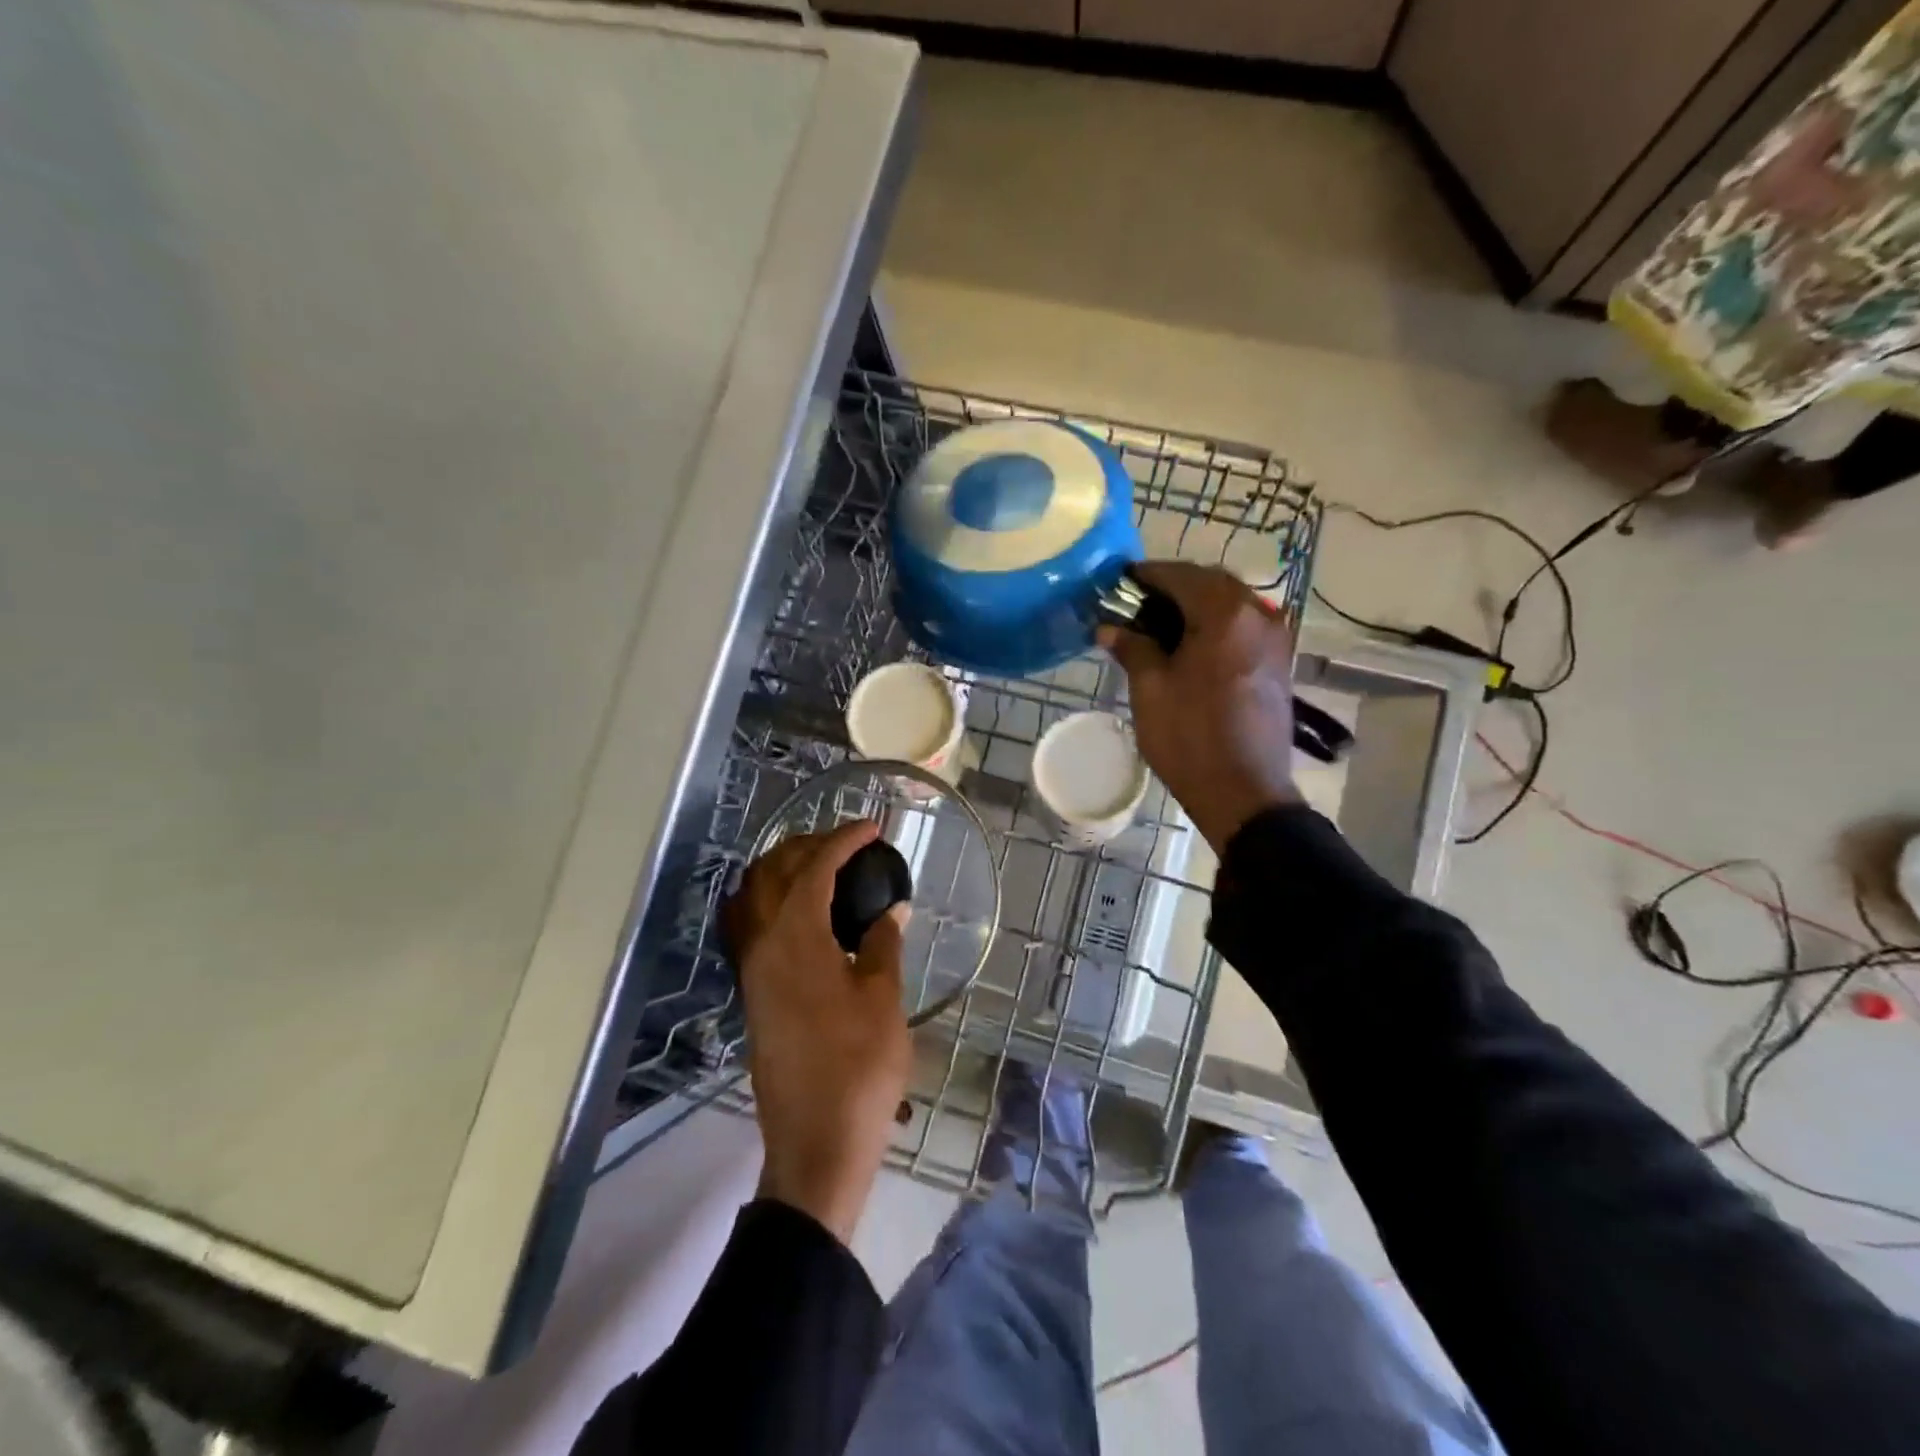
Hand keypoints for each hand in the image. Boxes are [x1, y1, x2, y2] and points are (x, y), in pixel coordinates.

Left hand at [723, 820, 910, 1244]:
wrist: (816, 1143)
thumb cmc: (859, 1068)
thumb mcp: (884, 999)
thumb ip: (883, 943)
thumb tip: (892, 908)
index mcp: (796, 939)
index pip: (814, 868)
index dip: (843, 840)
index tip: (872, 828)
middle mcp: (762, 946)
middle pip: (772, 873)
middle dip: (808, 845)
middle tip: (848, 843)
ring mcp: (751, 971)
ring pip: (753, 898)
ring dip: (782, 870)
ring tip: (822, 868)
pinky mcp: (752, 994)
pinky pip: (750, 927)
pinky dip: (771, 903)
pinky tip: (802, 914)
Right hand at [1097, 562, 1300, 852]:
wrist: (1244, 791)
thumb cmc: (1189, 737)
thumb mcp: (1150, 689)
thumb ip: (1132, 647)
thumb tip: (1110, 627)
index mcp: (1224, 614)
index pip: (1180, 575)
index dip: (1146, 575)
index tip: (1119, 584)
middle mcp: (1258, 615)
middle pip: (1210, 584)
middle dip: (1173, 587)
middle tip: (1137, 605)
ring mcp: (1275, 638)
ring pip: (1230, 604)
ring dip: (1196, 606)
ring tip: (1160, 627)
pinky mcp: (1278, 662)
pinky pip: (1243, 627)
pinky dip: (1216, 625)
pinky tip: (1190, 647)